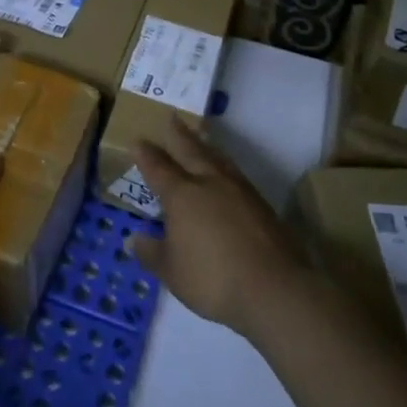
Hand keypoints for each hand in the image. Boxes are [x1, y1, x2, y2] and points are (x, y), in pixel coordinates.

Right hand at [128, 115, 305, 336]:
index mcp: (182, 195)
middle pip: (191, 151)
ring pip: (218, 158)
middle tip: (173, 117)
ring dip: (206, 144)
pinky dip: (226, 165)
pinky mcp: (262, 206)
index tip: (138, 140)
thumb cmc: (212, 278)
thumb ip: (151, 253)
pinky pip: (237, 174)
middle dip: (179, 134)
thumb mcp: (171, 272)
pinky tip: (227, 172)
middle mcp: (209, 184)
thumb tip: (132, 240)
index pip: (159, 168)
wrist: (274, 289)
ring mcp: (239, 192)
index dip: (147, 155)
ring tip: (201, 134)